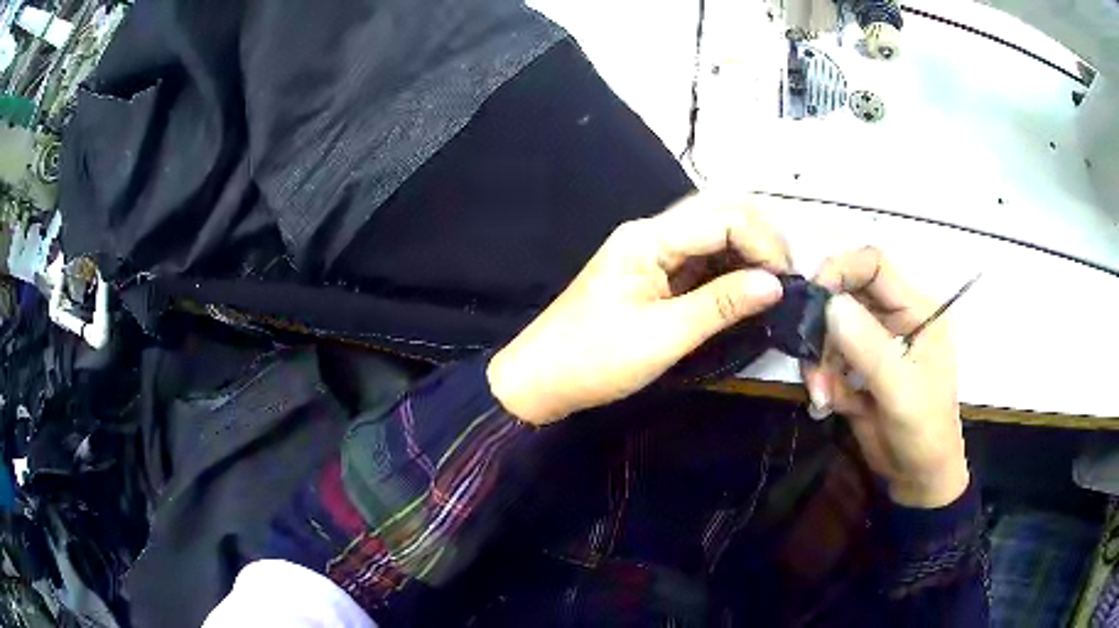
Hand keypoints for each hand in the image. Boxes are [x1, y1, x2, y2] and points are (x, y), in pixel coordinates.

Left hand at [488, 193, 790, 424]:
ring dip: (749, 254)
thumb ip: (722, 305)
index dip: (764, 242)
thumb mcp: (663, 336)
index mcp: (649, 237)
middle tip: (787, 280)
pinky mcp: (654, 274)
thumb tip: (776, 284)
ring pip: (714, 235)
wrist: (540, 380)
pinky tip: (748, 291)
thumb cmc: (594, 360)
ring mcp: (652, 252)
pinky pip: (701, 260)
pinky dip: (730, 271)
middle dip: (762, 239)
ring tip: (775, 286)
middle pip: (720, 213)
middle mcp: (652, 233)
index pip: (723, 217)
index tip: (788, 282)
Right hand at [802, 247, 968, 508]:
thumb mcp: (902, 392)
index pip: (874, 265)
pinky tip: (831, 404)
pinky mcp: (859, 369)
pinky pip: (828, 359)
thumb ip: (870, 348)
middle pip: (846, 296)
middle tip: (813, 366)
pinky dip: (823, 380)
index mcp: (917, 310)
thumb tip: (829, 304)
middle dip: (823, 329)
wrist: (918, 479)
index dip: (841, 270)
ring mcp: (875, 344)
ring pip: (831, 330)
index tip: (812, 299)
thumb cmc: (924, 432)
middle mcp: (895, 318)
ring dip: (820, 361)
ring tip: (822, 395)